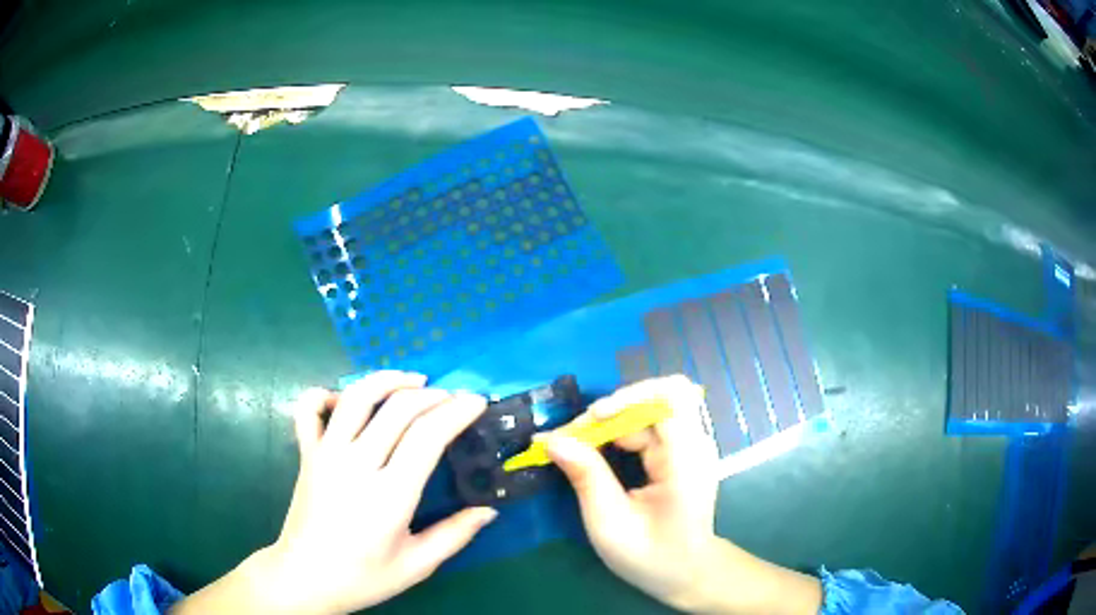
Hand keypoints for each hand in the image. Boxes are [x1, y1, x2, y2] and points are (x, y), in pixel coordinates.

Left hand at [173, 371, 494, 614]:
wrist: (305, 578)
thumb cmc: (364, 577)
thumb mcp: (417, 565)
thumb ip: (455, 535)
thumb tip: (489, 510)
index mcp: (390, 495)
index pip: (427, 435)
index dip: (456, 412)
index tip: (476, 401)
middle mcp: (356, 465)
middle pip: (398, 409)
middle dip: (432, 395)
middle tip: (452, 397)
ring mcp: (326, 454)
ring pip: (356, 397)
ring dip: (386, 380)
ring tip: (412, 380)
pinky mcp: (306, 453)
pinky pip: (308, 409)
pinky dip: (325, 394)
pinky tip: (344, 399)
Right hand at [543, 374, 718, 608]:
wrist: (686, 572)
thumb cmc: (650, 556)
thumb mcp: (610, 524)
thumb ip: (586, 477)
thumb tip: (552, 440)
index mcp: (686, 461)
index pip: (670, 396)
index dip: (628, 398)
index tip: (591, 421)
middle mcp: (695, 444)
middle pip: (656, 397)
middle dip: (611, 410)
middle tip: (574, 436)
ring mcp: (690, 445)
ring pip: (649, 408)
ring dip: (612, 420)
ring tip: (578, 443)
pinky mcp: (681, 451)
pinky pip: (649, 424)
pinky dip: (619, 430)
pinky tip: (597, 449)